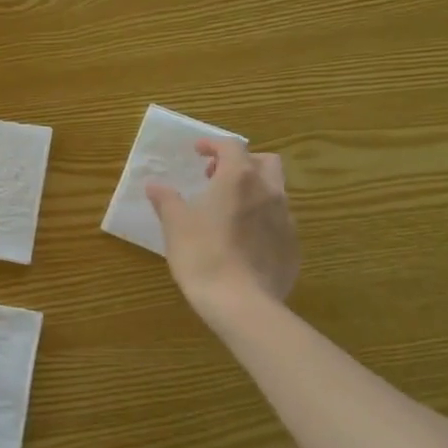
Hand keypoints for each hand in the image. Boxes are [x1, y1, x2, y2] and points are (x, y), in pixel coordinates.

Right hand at [146, 140, 299, 323]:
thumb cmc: (202, 255)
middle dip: (243, 163)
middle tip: (218, 177)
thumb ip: (166, 200)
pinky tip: (243, 240)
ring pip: (275, 192)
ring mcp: (286, 220)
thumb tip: (155, 185)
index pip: (231, 147)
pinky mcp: (292, 246)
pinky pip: (279, 222)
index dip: (213, 144)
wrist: (241, 302)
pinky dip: (262, 219)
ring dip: (254, 191)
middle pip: (265, 162)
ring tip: (229, 210)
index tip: (198, 151)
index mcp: (238, 179)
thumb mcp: (175, 225)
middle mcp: (268, 192)